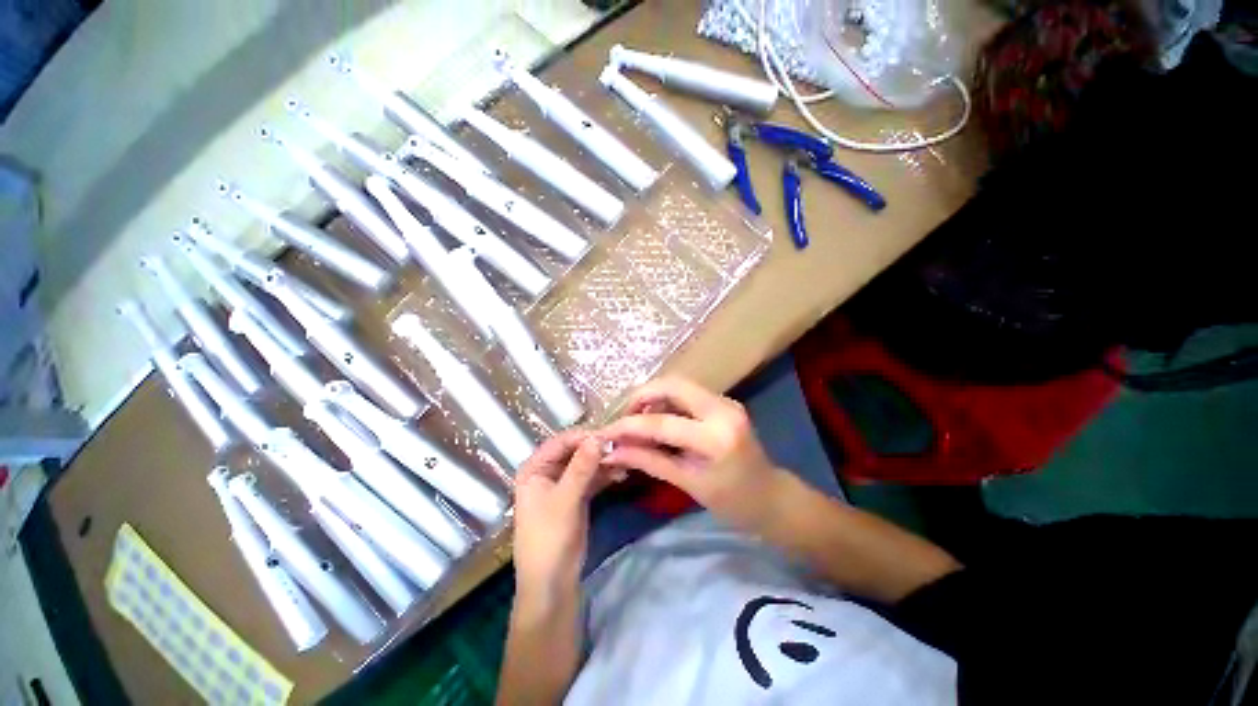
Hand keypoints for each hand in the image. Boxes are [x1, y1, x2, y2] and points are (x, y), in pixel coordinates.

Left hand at [512, 430, 606, 606]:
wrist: (552, 585)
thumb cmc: (550, 539)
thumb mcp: (566, 499)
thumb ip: (582, 466)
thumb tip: (599, 437)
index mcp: (534, 469)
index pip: (561, 441)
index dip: (584, 436)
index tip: (610, 435)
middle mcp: (546, 472)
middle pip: (574, 451)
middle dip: (596, 448)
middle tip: (622, 445)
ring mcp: (562, 485)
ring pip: (585, 464)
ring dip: (603, 461)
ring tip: (626, 458)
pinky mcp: (575, 497)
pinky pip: (591, 479)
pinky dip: (604, 475)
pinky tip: (622, 473)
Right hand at [600, 377, 786, 530]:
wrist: (771, 497)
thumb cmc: (733, 502)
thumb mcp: (687, 483)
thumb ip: (648, 462)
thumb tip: (611, 451)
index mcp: (716, 437)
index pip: (662, 423)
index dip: (628, 426)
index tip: (604, 432)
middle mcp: (723, 409)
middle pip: (671, 385)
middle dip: (640, 397)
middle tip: (623, 418)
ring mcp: (726, 401)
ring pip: (678, 384)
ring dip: (652, 396)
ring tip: (636, 419)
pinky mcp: (723, 401)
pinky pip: (687, 392)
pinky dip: (666, 400)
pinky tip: (656, 417)